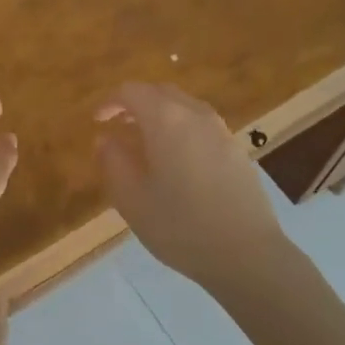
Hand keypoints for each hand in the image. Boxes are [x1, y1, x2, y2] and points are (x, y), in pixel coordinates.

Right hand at [95, 83, 288, 291]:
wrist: (246, 253)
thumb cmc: (180, 226)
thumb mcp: (132, 199)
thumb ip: (113, 162)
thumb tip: (105, 139)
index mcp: (166, 119)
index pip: (133, 91)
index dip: (111, 101)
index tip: (98, 121)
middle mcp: (195, 115)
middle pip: (161, 93)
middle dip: (137, 103)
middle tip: (119, 125)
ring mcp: (221, 131)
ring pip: (185, 107)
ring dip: (161, 115)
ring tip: (146, 143)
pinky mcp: (237, 150)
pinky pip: (202, 125)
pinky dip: (182, 129)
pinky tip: (177, 160)